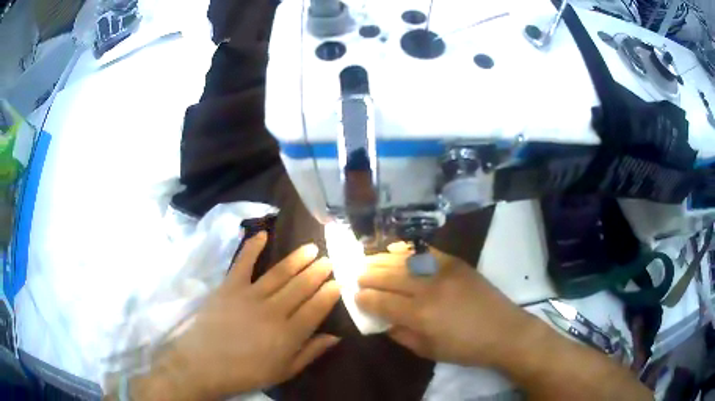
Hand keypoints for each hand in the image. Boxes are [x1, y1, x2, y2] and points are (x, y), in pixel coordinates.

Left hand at [133, 233, 340, 399]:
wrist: (203, 364)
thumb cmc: (246, 373)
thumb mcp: (283, 372)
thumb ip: (310, 353)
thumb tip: (335, 337)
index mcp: (288, 334)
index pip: (316, 307)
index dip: (330, 293)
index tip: (340, 281)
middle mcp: (273, 310)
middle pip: (301, 286)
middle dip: (318, 271)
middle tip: (329, 259)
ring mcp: (250, 295)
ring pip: (280, 273)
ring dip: (297, 259)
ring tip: (311, 248)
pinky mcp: (229, 287)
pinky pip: (243, 262)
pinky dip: (252, 246)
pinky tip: (263, 234)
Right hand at [355, 245, 533, 366]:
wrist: (504, 330)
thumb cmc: (465, 348)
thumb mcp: (428, 350)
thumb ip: (401, 334)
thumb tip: (383, 320)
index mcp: (420, 315)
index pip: (381, 302)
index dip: (364, 298)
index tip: (355, 296)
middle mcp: (428, 288)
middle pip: (388, 277)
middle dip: (368, 276)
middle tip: (357, 275)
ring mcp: (443, 271)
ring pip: (403, 260)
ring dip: (382, 260)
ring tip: (369, 260)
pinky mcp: (456, 262)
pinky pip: (425, 251)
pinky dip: (407, 250)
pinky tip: (396, 249)